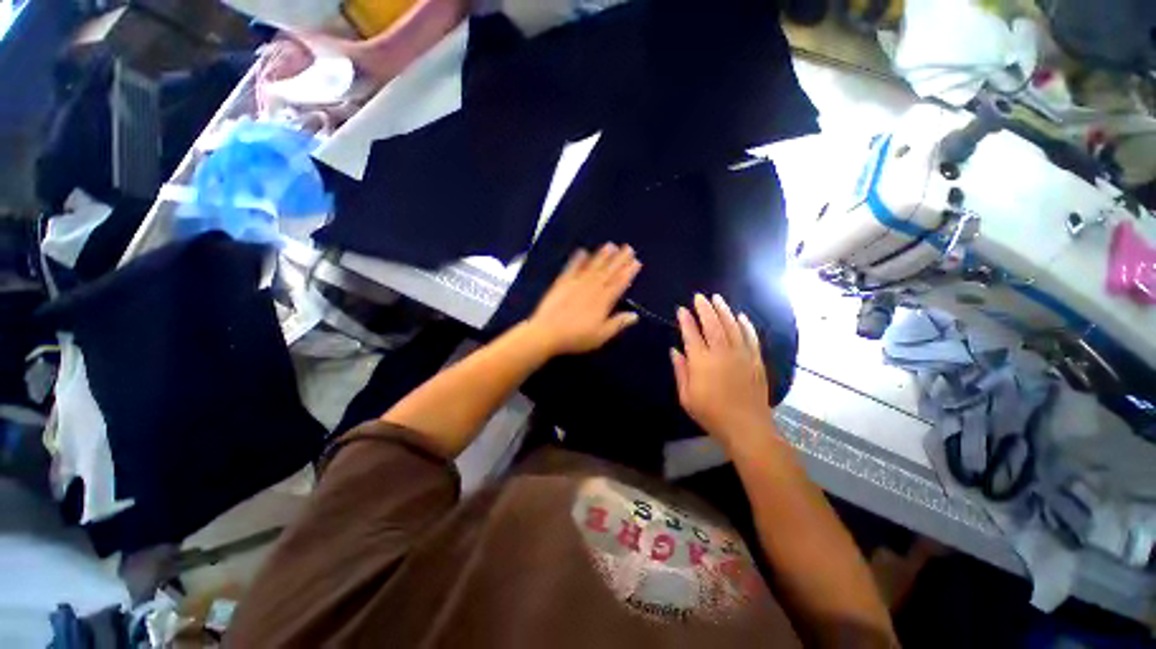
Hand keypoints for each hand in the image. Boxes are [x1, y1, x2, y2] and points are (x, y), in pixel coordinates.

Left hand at [527, 243, 641, 355]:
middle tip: (628, 248)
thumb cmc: (575, 337)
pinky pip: (571, 269)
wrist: (547, 333)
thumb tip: (634, 315)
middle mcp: (591, 289)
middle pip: (607, 272)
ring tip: (610, 245)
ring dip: (601, 256)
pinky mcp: (561, 284)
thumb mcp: (600, 336)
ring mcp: (575, 284)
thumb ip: (617, 324)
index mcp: (602, 302)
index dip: (628, 273)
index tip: (636, 262)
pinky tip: (582, 252)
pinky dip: (577, 260)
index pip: (618, 284)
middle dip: (619, 260)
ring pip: (591, 268)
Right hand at [671, 294, 773, 448]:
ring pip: (732, 326)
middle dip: (704, 308)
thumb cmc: (711, 414)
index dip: (686, 320)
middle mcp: (721, 353)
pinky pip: (751, 337)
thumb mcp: (686, 397)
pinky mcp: (756, 360)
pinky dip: (745, 325)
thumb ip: (680, 371)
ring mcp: (741, 355)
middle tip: (699, 297)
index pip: (691, 334)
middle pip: (713, 324)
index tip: (681, 309)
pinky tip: (741, 316)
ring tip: (717, 298)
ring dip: (724, 310)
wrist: (746, 428)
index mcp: (701, 362)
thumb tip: (675, 351)